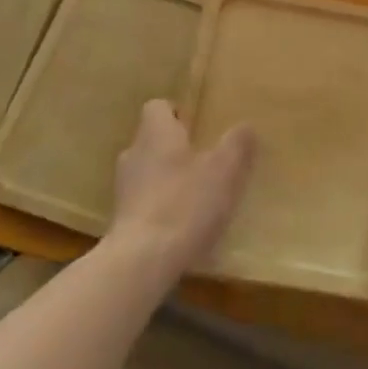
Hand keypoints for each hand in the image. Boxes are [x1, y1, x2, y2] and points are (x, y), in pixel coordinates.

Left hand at [106, 100, 256, 279]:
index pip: (157, 107)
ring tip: (197, 195)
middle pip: (153, 140)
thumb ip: (237, 144)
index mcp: (155, 133)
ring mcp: (123, 188)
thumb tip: (246, 126)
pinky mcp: (121, 220)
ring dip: (168, 178)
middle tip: (205, 161)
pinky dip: (161, 206)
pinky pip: (144, 202)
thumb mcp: (224, 170)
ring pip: (148, 171)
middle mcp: (134, 153)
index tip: (198, 127)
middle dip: (176, 148)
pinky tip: (182, 225)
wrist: (142, 261)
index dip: (177, 113)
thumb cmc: (185, 203)